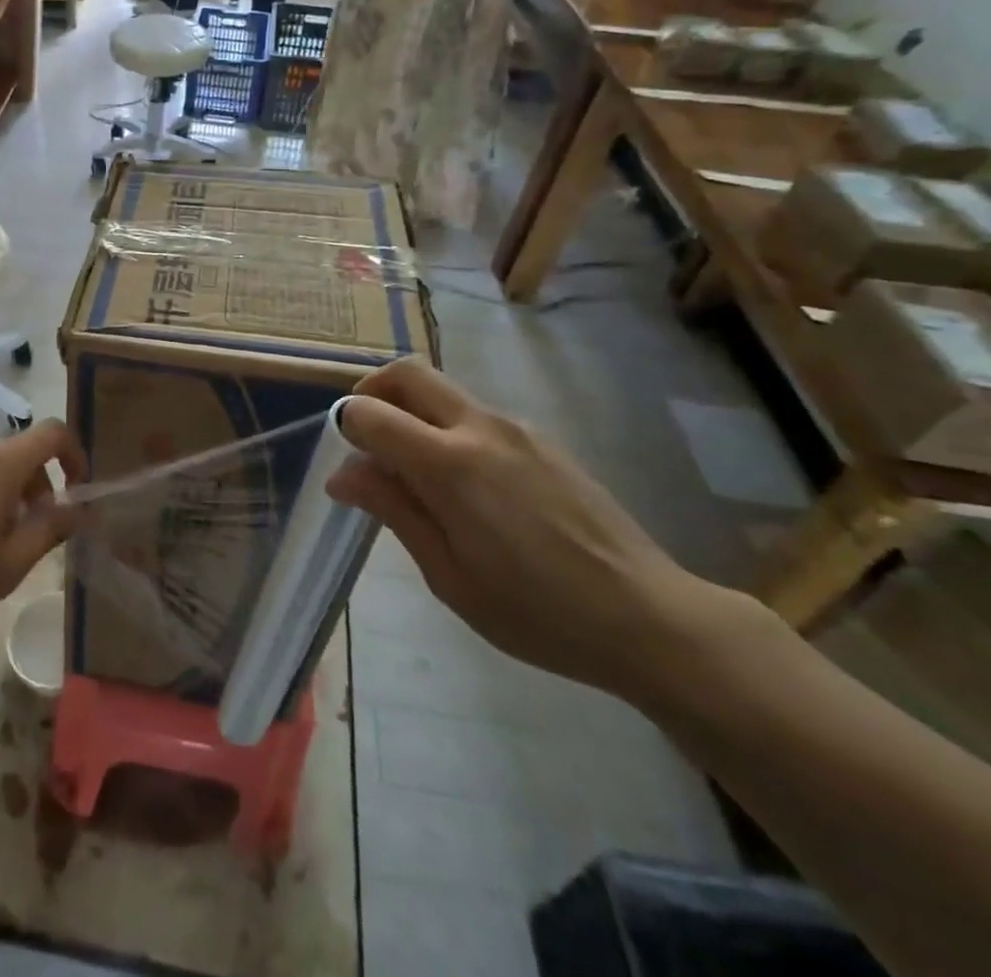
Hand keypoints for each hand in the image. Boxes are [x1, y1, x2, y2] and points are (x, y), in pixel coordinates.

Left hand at [0, 421, 87, 647]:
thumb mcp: (13, 562)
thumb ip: (54, 526)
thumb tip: (86, 509)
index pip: (52, 433)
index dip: (75, 454)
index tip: (79, 489)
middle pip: (22, 451)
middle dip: (41, 483)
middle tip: (40, 528)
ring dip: (12, 491)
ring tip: (5, 539)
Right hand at [329, 359, 728, 700]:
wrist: (648, 617)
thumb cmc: (536, 611)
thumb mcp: (449, 575)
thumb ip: (394, 510)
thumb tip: (342, 473)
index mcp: (449, 464)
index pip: (372, 412)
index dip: (346, 426)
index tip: (346, 460)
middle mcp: (480, 428)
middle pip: (408, 372)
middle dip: (373, 391)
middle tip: (365, 436)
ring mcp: (516, 428)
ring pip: (444, 391)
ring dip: (413, 411)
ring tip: (415, 473)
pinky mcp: (541, 440)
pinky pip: (476, 415)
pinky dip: (447, 428)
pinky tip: (466, 487)